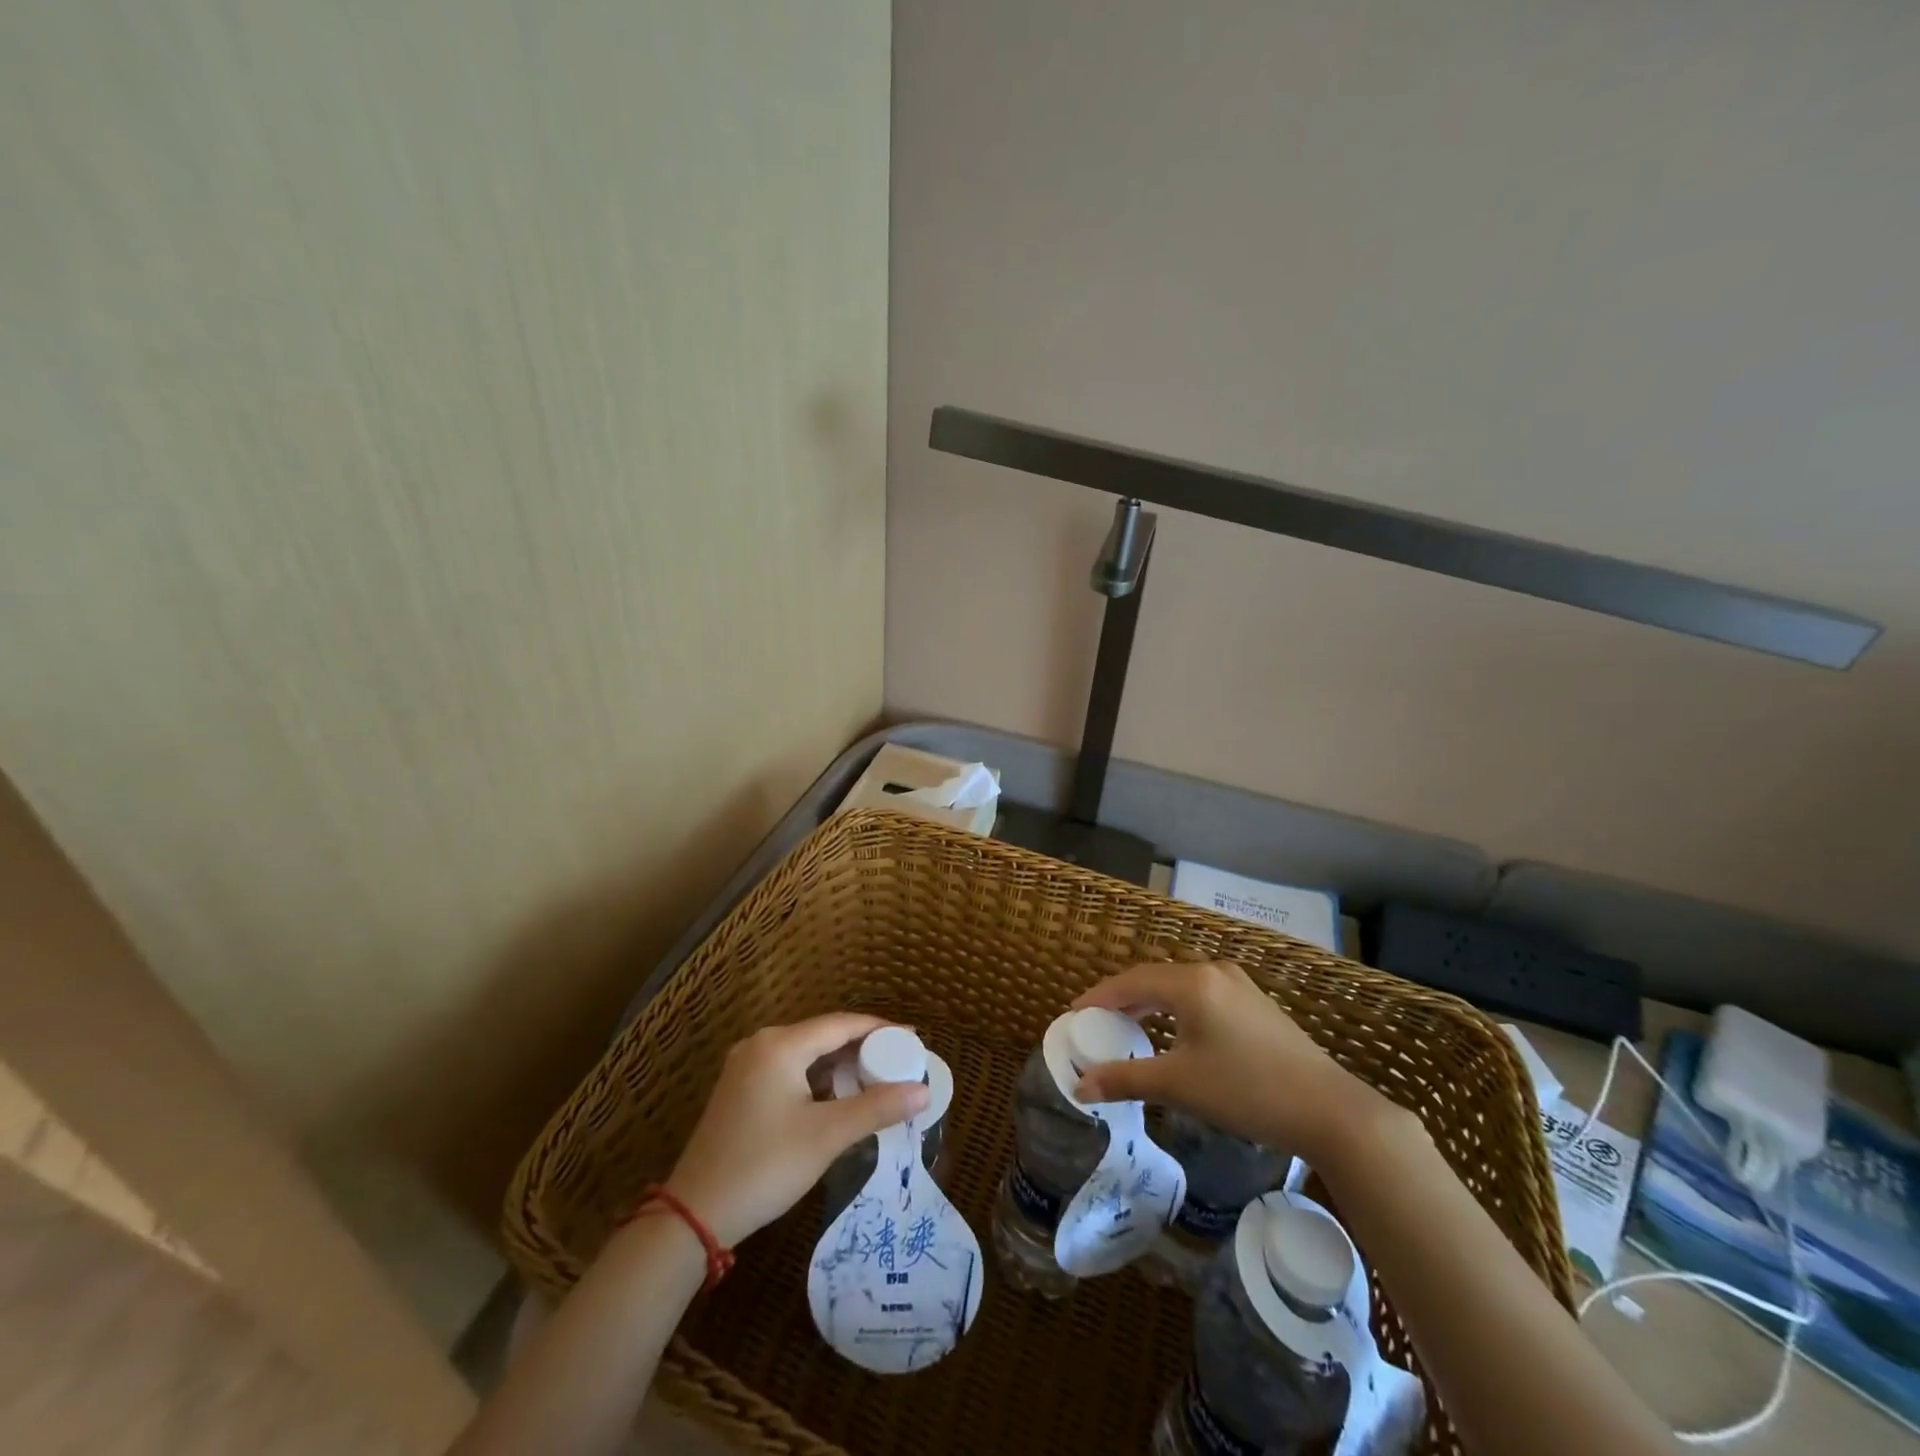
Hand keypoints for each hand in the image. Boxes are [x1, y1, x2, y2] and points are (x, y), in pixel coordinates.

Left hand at [664, 1013, 928, 1247]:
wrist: (694, 1215)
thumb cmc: (764, 1167)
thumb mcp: (826, 1136)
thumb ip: (877, 1108)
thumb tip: (923, 1091)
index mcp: (780, 1045)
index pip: (842, 1023)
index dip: (881, 1029)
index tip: (913, 1039)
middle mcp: (761, 1044)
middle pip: (823, 1034)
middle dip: (863, 1047)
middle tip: (899, 1062)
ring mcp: (746, 1065)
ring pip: (806, 1053)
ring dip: (840, 1064)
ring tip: (876, 1079)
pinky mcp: (740, 1088)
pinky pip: (790, 1069)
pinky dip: (818, 1078)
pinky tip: (837, 1096)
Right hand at [1070, 960, 1391, 1162]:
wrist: (1331, 1110)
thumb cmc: (1247, 1090)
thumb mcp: (1180, 1085)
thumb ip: (1125, 1079)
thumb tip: (1080, 1087)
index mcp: (1192, 982)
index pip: (1131, 981)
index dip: (1099, 997)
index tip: (1074, 1015)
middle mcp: (1214, 972)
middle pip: (1154, 979)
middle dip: (1123, 1000)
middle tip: (1097, 1023)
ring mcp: (1240, 986)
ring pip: (1180, 987)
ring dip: (1151, 1005)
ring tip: (1129, 1028)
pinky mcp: (1256, 1005)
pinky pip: (1202, 996)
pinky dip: (1176, 1010)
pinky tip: (1174, 1033)